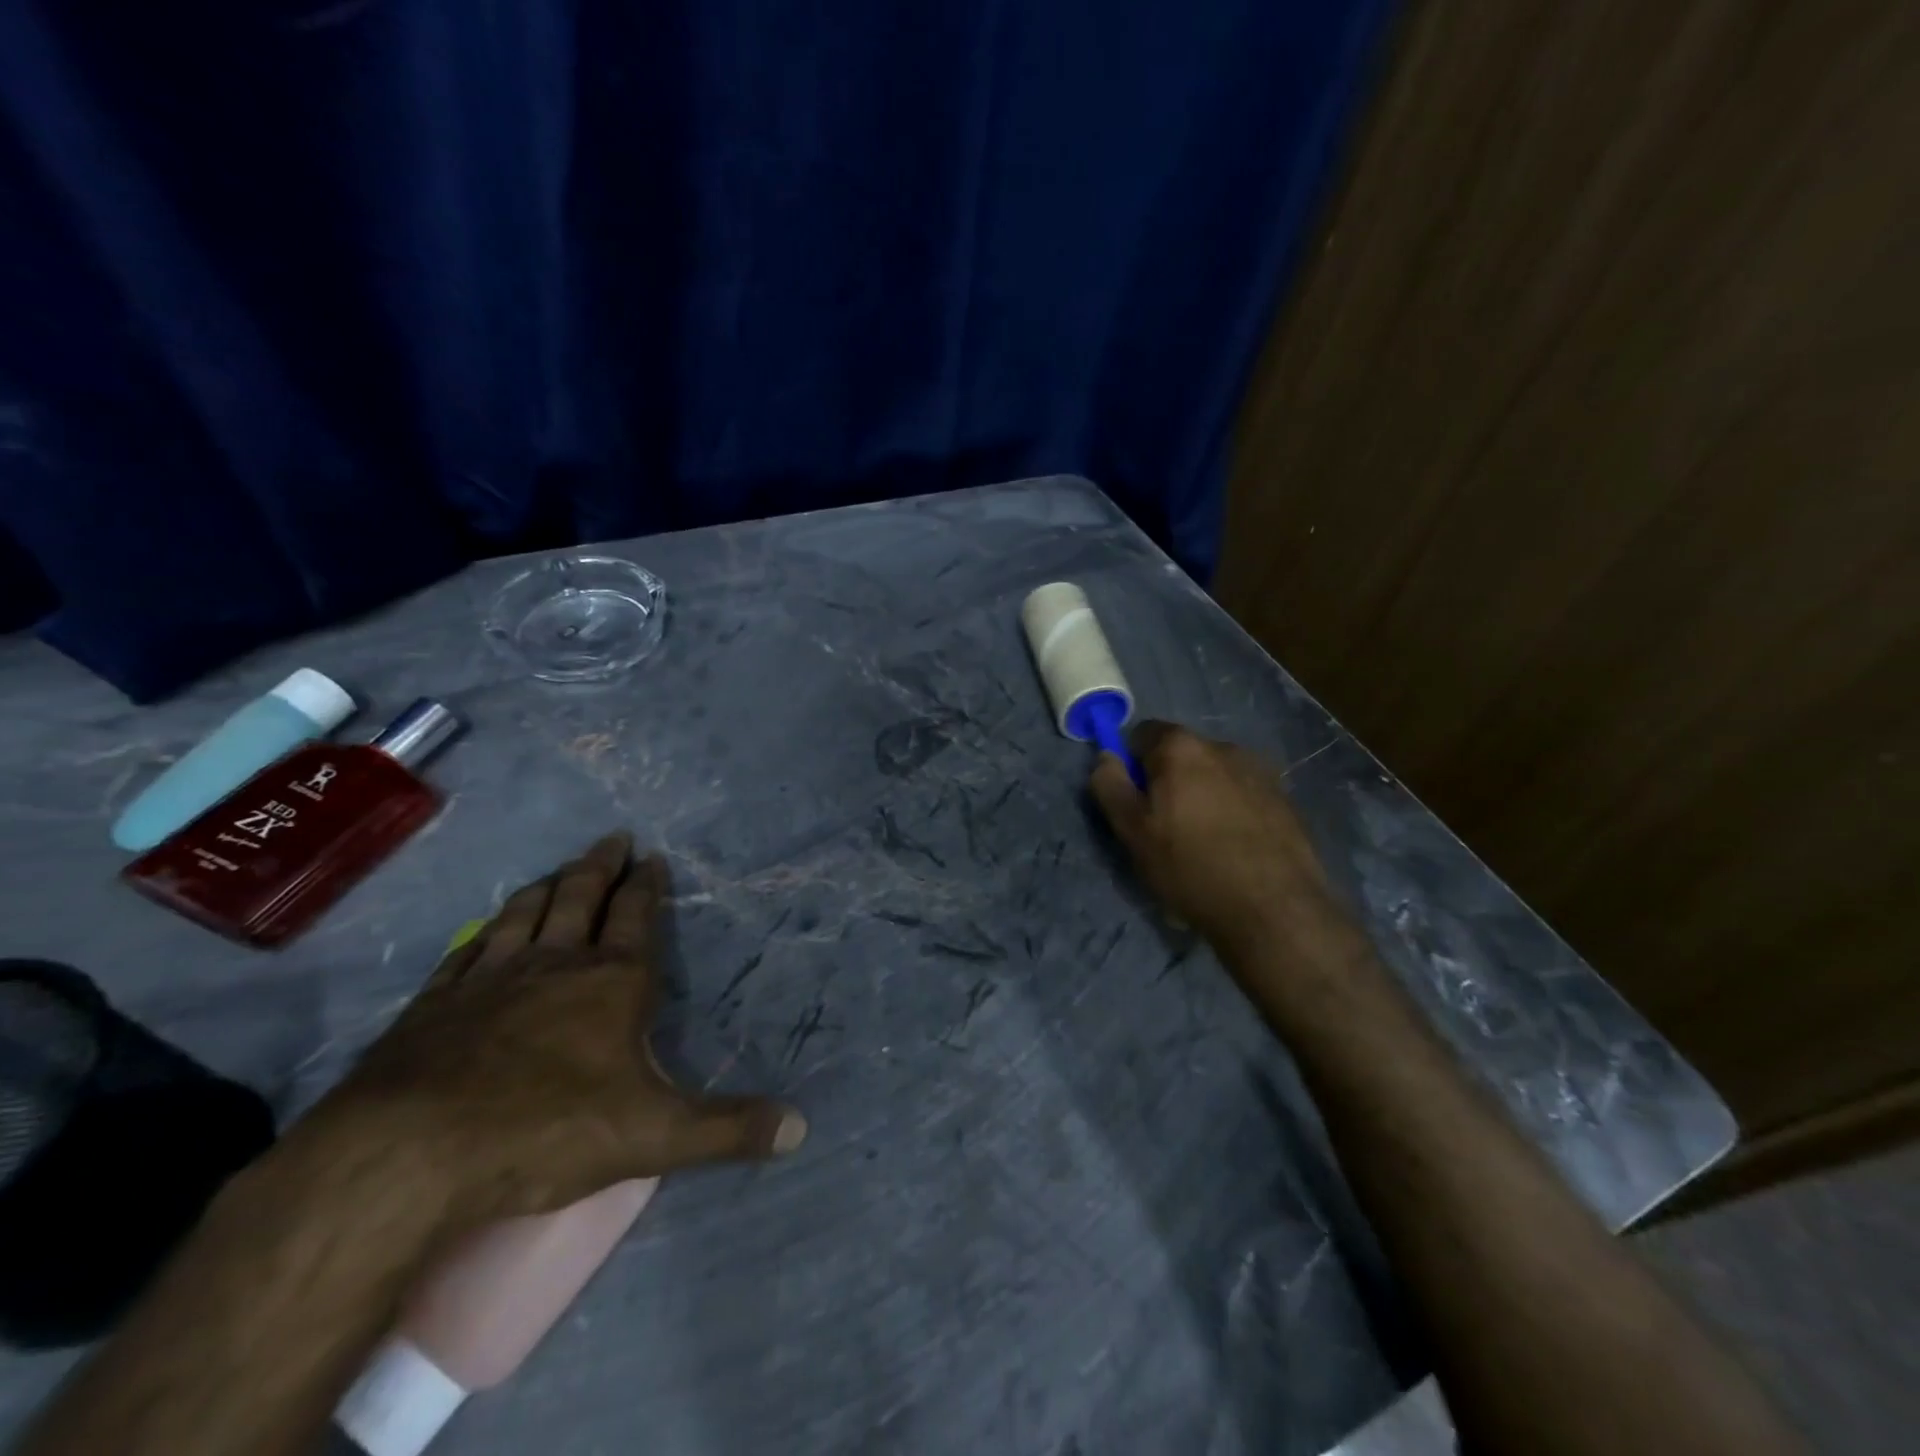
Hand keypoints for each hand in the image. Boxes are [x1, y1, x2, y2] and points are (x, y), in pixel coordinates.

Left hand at [321, 832, 805, 1224]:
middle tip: (612, 839)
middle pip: (581, 898)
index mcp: (612, 982)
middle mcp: (554, 964)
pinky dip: (484, 932)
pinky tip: (484, 930)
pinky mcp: (436, 1004)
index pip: (636, 917)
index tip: (651, 858)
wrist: (408, 1156)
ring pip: (524, 913)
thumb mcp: (655, 1137)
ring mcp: (489, 978)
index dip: (646, 886)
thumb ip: (729, 1129)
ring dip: (547, 887)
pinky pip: (468, 951)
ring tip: (559, 869)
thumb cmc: (548, 1131)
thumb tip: (802, 1128)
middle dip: (601, 867)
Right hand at [1089, 721, 1344, 956]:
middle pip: (1181, 754)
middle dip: (1168, 780)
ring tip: (1204, 842)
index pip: (1142, 734)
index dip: (1132, 765)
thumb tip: (1106, 757)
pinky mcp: (1285, 799)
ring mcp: (1260, 771)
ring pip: (1214, 774)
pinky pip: (1244, 794)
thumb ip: (1111, 787)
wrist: (1275, 909)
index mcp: (1181, 748)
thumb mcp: (1133, 833)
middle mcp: (1223, 746)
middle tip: (1165, 829)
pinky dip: (1233, 810)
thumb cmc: (1191, 868)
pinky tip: (1235, 848)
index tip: (1135, 803)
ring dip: (1203, 795)